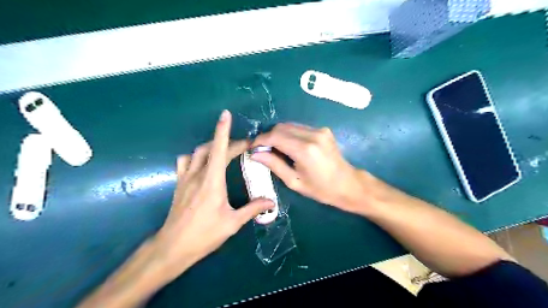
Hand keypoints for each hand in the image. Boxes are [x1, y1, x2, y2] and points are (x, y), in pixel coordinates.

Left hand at [151, 109, 270, 278]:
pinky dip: (195, 156)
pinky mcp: (178, 184)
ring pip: (196, 152)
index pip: (218, 150)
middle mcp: (197, 175)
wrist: (173, 247)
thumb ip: (252, 209)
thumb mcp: (232, 223)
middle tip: (242, 146)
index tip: (225, 115)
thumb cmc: (204, 235)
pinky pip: (184, 162)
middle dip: (226, 141)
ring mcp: (185, 178)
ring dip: (210, 146)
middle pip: (210, 148)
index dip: (222, 131)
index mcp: (212, 181)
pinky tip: (202, 164)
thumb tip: (271, 202)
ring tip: (222, 151)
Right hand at [251, 122, 371, 213]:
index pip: (275, 136)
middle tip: (263, 150)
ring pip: (289, 125)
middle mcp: (312, 135)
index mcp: (305, 150)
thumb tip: (255, 154)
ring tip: (275, 149)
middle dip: (268, 137)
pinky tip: (289, 146)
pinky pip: (299, 128)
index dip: (260, 140)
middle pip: (281, 127)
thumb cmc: (320, 189)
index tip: (253, 148)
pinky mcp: (323, 130)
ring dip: (279, 135)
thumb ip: (274, 164)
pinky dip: (290, 134)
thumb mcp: (294, 181)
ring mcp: (319, 130)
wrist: (348, 184)